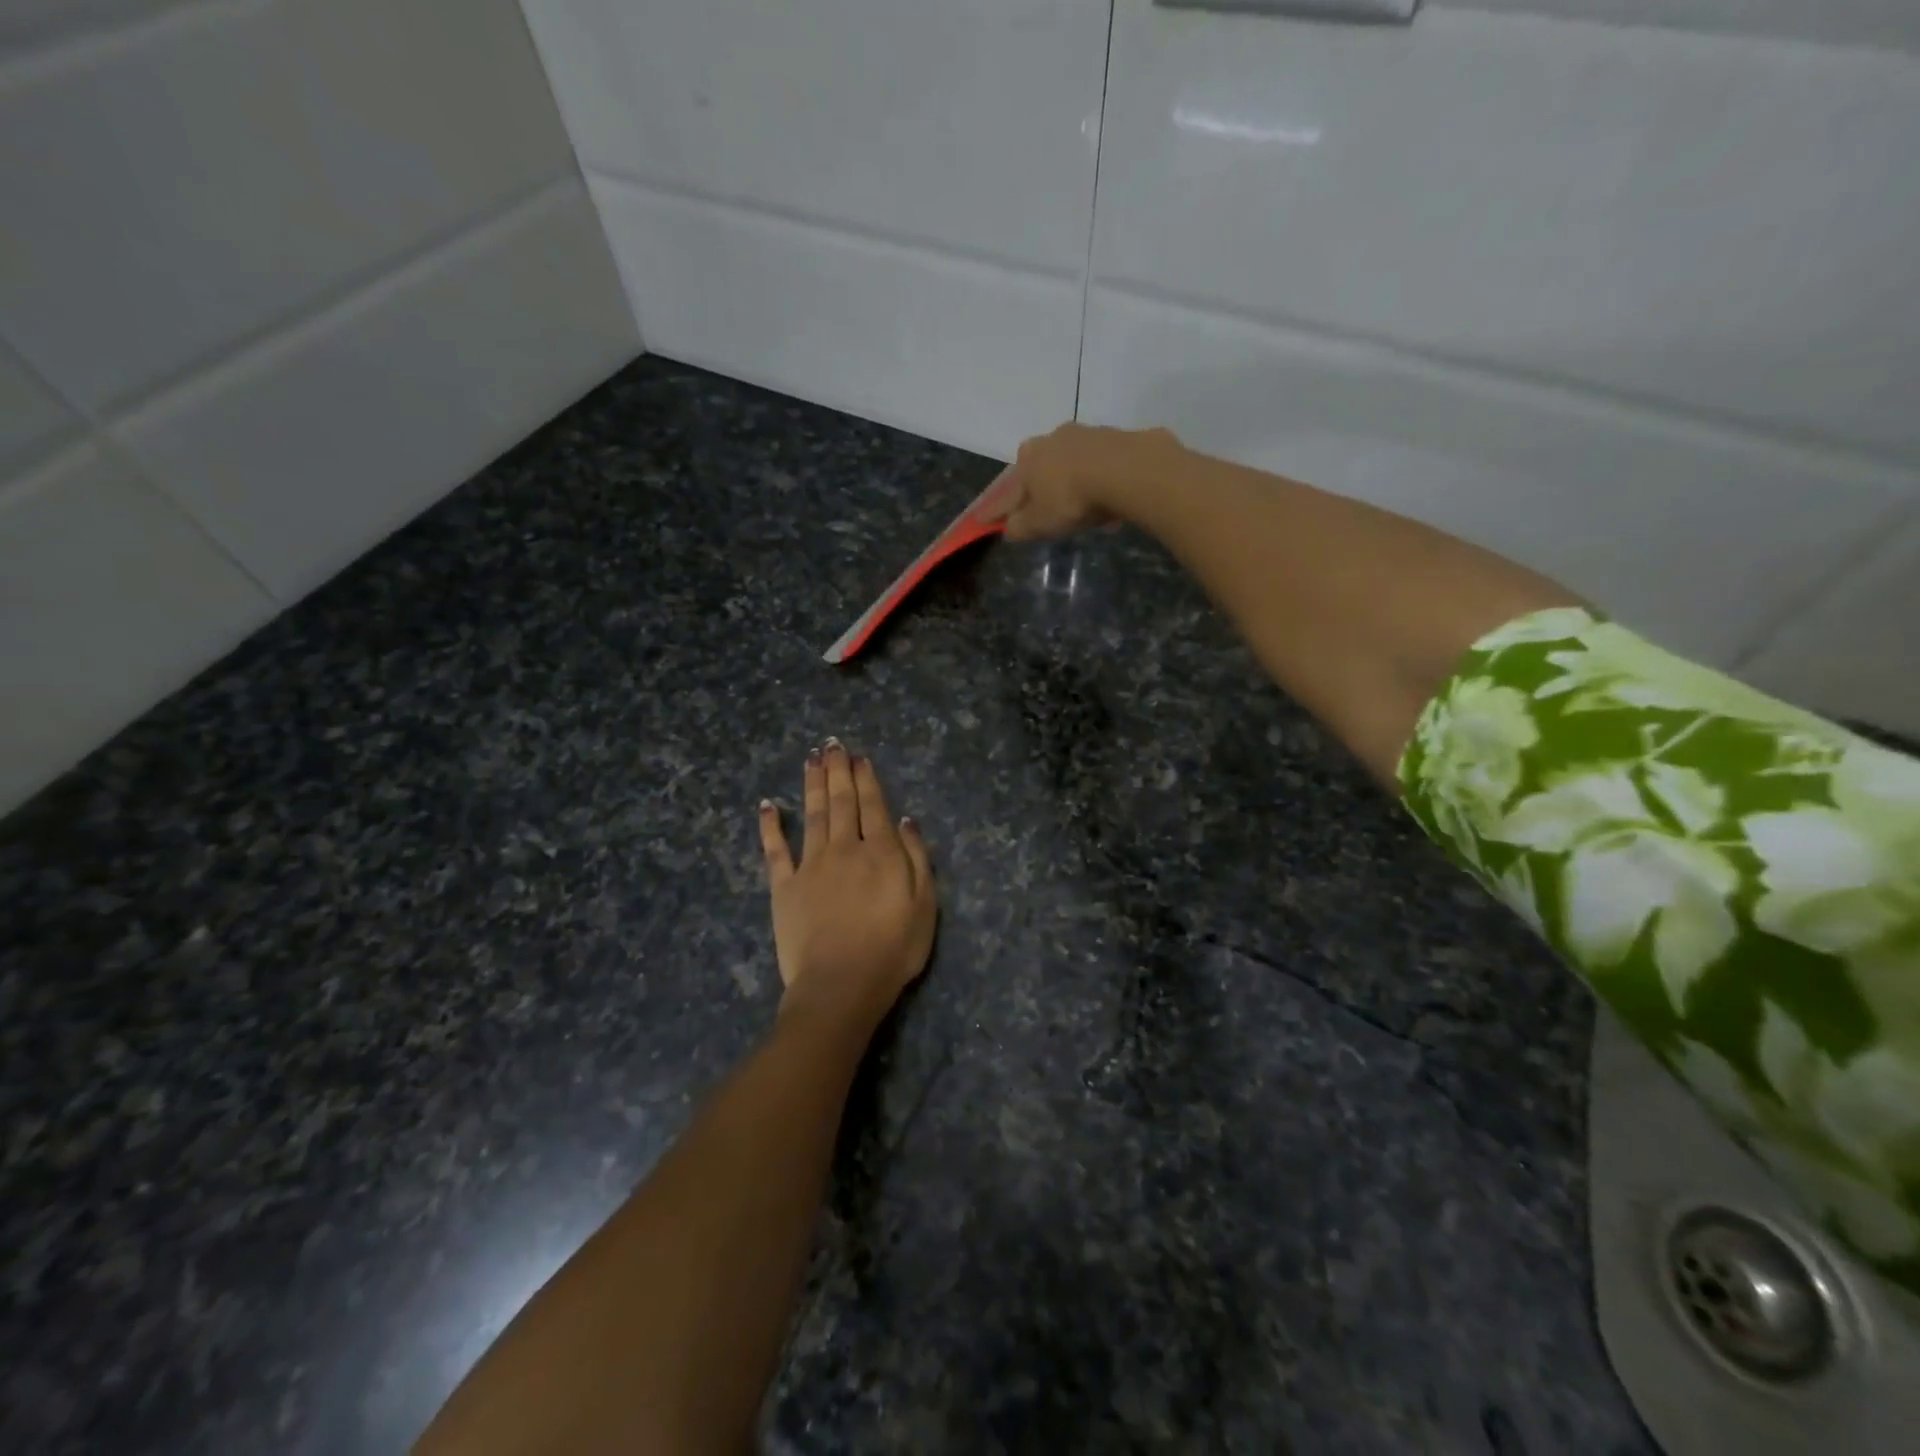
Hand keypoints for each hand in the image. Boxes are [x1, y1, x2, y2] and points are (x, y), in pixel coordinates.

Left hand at [758, 741, 936, 1028]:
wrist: (841, 985)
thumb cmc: (892, 949)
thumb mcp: (924, 906)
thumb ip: (918, 859)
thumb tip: (906, 821)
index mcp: (880, 852)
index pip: (873, 806)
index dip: (866, 779)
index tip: (859, 757)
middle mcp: (844, 848)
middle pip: (841, 802)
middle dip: (838, 771)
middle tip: (833, 744)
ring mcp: (811, 865)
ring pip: (811, 814)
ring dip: (811, 784)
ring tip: (811, 758)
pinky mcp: (784, 887)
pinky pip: (775, 850)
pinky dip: (770, 826)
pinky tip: (767, 805)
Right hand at [996, 422, 1183, 541]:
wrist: (1126, 469)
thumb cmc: (1072, 499)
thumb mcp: (1040, 523)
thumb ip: (1020, 527)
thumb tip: (1009, 528)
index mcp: (1028, 461)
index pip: (1007, 491)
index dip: (996, 508)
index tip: (984, 519)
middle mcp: (1051, 440)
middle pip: (1038, 466)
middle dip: (1038, 484)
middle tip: (1043, 504)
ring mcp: (1084, 434)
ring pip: (1070, 460)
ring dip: (1072, 478)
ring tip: (1082, 503)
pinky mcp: (1115, 437)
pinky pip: (1099, 462)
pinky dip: (1098, 477)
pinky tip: (1108, 496)